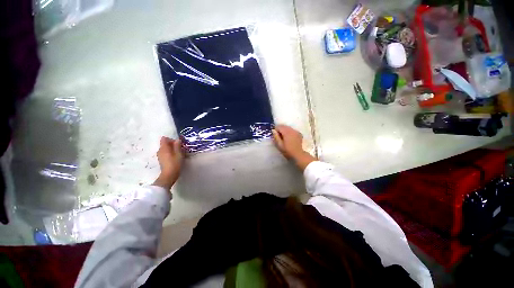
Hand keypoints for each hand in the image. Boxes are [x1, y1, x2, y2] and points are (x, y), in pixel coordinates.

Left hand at [153, 137, 183, 190]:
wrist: (169, 175)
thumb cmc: (175, 163)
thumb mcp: (179, 154)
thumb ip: (177, 146)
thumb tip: (177, 140)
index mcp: (164, 148)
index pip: (164, 139)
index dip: (171, 139)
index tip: (178, 143)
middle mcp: (160, 150)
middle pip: (165, 143)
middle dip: (172, 144)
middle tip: (180, 148)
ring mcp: (159, 155)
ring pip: (165, 148)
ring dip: (172, 149)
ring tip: (179, 153)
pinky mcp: (161, 160)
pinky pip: (165, 153)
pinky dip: (170, 153)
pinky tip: (175, 157)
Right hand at [272, 125, 316, 170]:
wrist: (298, 154)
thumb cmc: (287, 150)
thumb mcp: (279, 145)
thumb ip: (276, 136)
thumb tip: (273, 130)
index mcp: (286, 132)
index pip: (279, 126)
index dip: (275, 130)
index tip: (275, 135)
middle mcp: (291, 130)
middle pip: (284, 126)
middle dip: (280, 129)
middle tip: (278, 136)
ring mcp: (296, 131)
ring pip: (288, 128)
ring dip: (285, 130)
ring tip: (284, 137)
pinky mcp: (299, 134)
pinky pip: (292, 130)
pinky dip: (289, 132)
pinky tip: (289, 138)